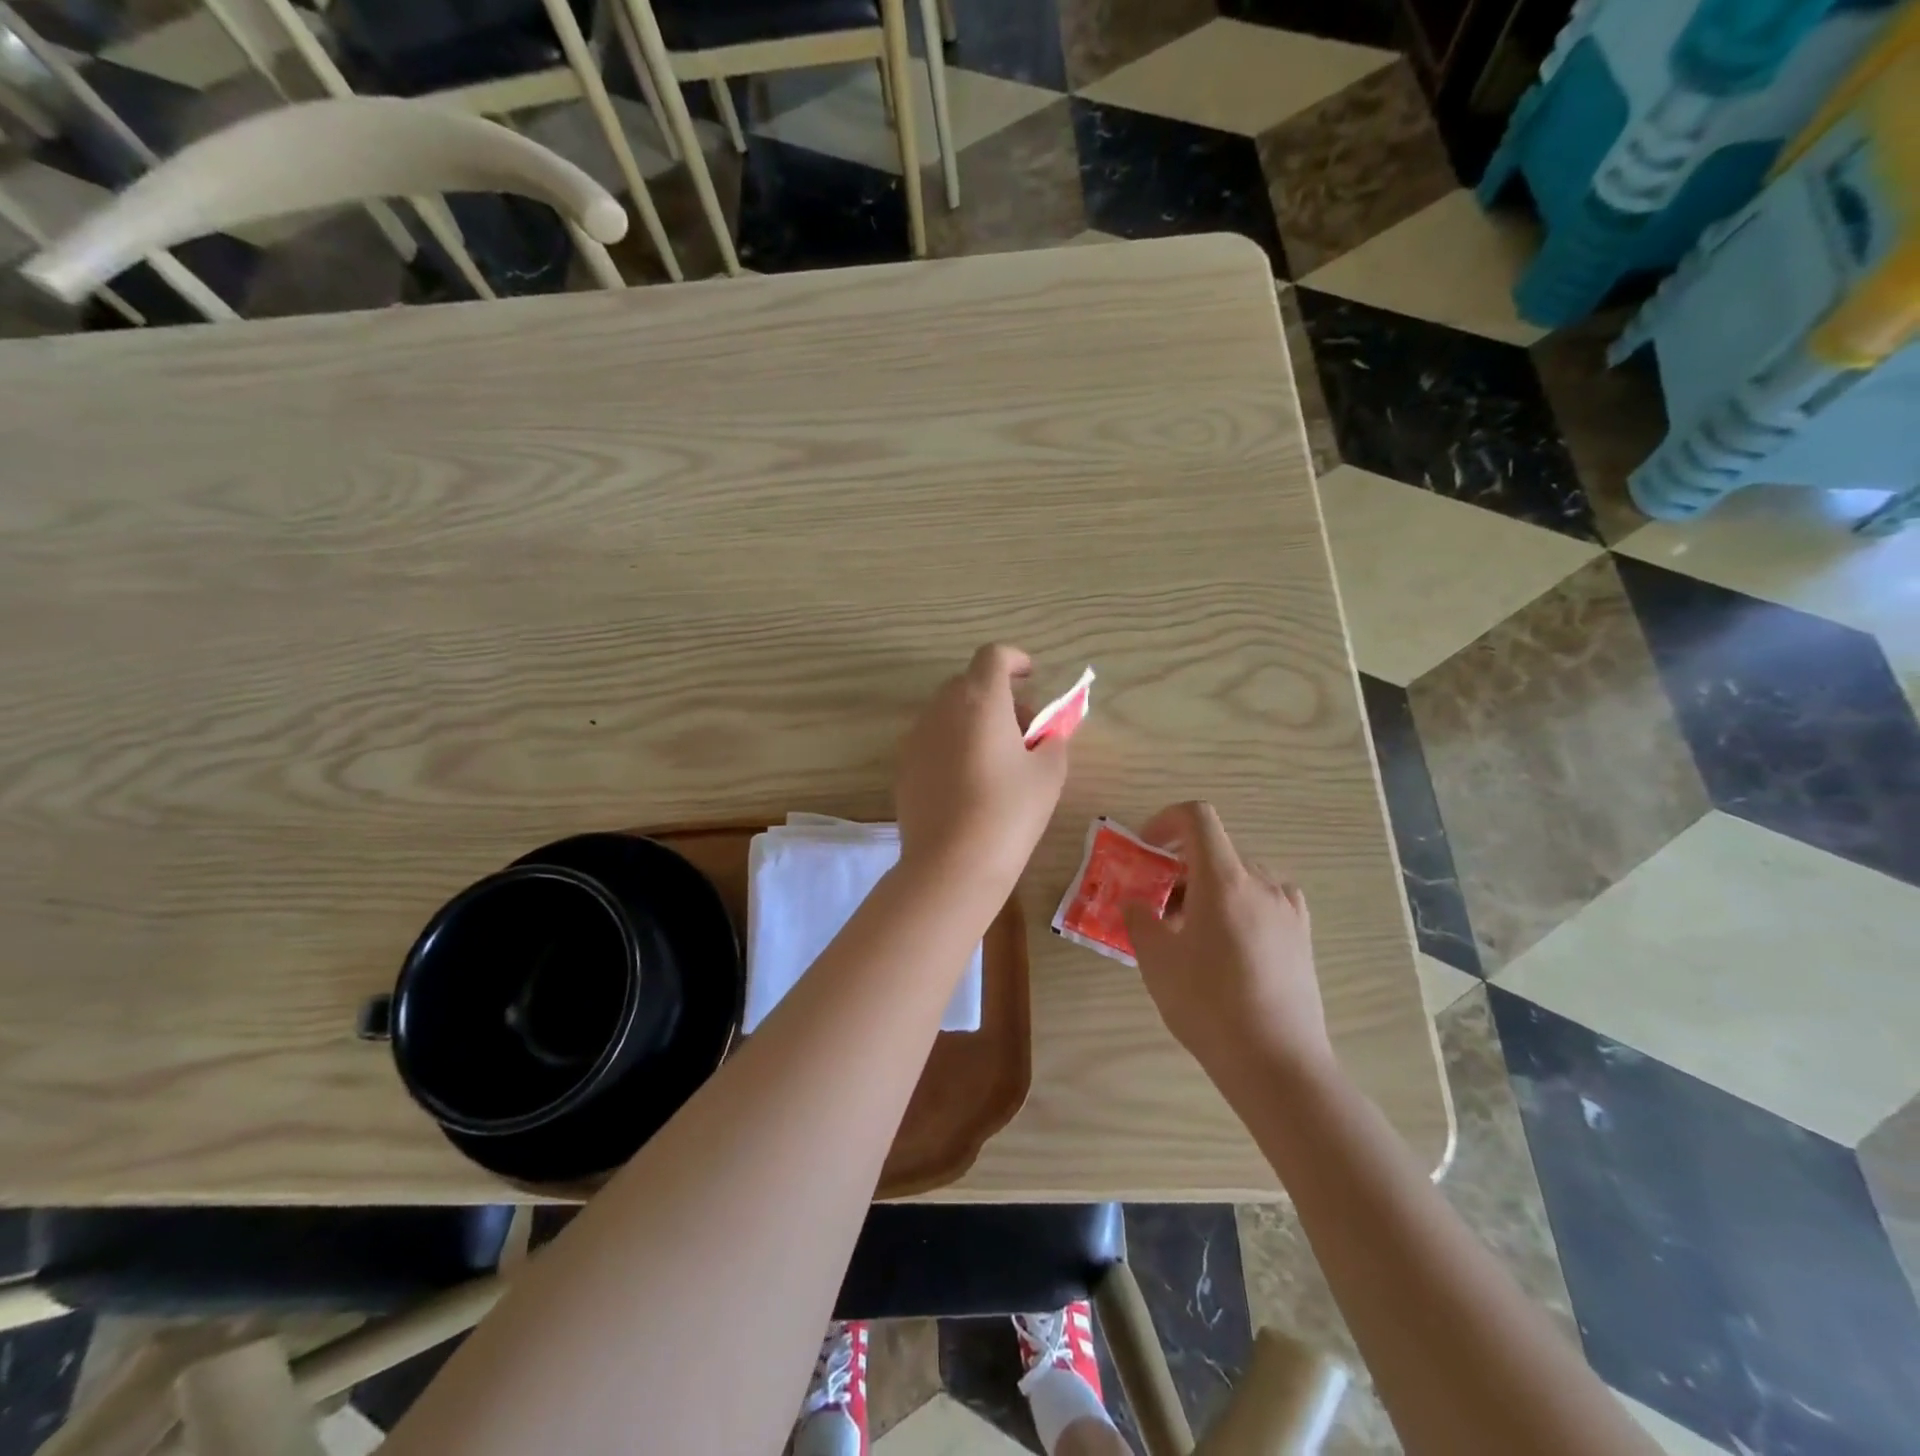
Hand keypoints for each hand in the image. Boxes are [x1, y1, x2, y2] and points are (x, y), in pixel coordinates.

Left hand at [895, 645, 1069, 900]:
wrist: (951, 864)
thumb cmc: (1009, 812)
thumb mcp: (1048, 774)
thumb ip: (1053, 740)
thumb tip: (1047, 733)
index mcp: (980, 700)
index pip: (993, 656)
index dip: (1014, 660)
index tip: (1031, 676)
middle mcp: (942, 708)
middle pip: (969, 683)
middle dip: (998, 696)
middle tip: (1024, 729)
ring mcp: (916, 737)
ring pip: (948, 712)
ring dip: (974, 720)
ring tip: (998, 758)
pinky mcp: (903, 766)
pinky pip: (933, 739)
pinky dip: (953, 743)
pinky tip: (969, 781)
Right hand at [1121, 801, 1331, 1080]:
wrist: (1277, 1062)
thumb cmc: (1208, 1003)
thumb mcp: (1156, 960)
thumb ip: (1139, 919)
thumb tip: (1136, 903)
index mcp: (1225, 879)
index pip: (1198, 817)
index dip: (1166, 820)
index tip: (1146, 849)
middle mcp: (1262, 883)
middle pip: (1215, 851)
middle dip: (1179, 867)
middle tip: (1157, 905)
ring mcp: (1288, 909)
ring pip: (1239, 877)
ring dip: (1208, 888)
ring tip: (1190, 932)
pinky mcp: (1302, 936)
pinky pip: (1262, 901)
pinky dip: (1236, 906)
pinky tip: (1226, 947)